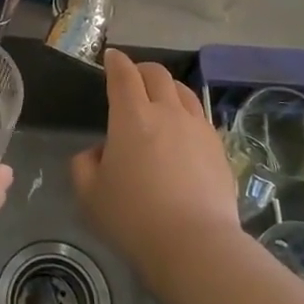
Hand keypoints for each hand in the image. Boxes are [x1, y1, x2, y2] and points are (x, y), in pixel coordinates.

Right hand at [72, 49, 239, 277]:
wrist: (195, 245)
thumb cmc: (134, 218)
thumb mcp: (90, 195)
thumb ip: (84, 166)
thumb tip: (98, 153)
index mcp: (131, 116)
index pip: (123, 74)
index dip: (116, 62)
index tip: (111, 58)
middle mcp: (167, 112)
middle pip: (157, 74)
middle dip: (142, 70)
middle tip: (132, 80)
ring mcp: (198, 128)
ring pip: (184, 91)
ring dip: (168, 88)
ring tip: (160, 101)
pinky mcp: (219, 148)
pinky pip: (200, 117)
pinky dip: (187, 114)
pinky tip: (183, 134)